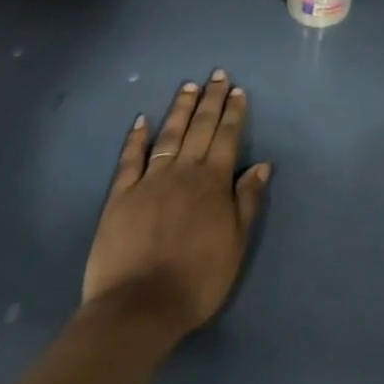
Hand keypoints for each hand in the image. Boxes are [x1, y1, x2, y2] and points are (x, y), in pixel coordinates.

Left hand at [82, 71, 271, 337]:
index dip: (233, 112)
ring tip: (188, 87)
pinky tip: (142, 120)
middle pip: (200, 128)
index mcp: (213, 182)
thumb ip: (248, 201)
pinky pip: (130, 159)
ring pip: (169, 135)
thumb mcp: (236, 244)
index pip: (226, 137)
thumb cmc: (196, 280)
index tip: (237, 90)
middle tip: (217, 75)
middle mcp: (183, 172)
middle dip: (211, 99)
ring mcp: (149, 181)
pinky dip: (136, 138)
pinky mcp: (120, 197)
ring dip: (180, 109)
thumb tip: (263, 164)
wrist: (138, 309)